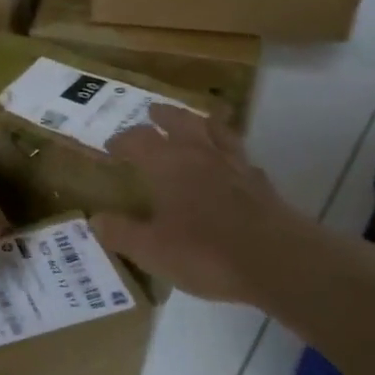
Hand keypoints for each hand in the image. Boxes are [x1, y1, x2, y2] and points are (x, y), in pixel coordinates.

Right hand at [95, 106, 356, 318]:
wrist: (279, 262)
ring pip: (216, 131)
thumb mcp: (151, 250)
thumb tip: (95, 220)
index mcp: (168, 164)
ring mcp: (235, 166)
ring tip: (196, 120)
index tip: (111, 146)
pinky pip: (241, 157)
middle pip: (180, 122)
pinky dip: (230, 153)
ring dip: (201, 122)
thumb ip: (121, 233)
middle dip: (164, 116)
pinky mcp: (261, 184)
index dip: (122, 140)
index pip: (139, 140)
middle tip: (153, 112)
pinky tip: (231, 164)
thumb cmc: (206, 252)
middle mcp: (200, 155)